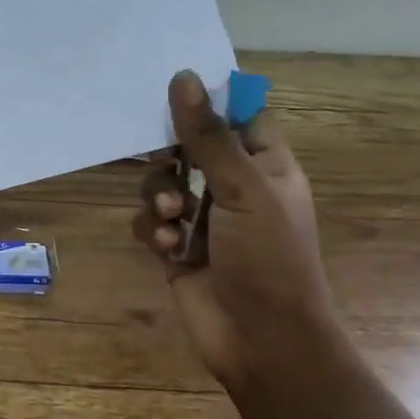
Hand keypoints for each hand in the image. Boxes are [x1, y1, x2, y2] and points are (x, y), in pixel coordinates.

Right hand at [132, 71, 335, 389]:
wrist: (261, 341)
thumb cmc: (269, 259)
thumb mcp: (243, 190)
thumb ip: (208, 136)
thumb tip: (183, 77)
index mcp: (265, 166)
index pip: (237, 115)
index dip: (208, 102)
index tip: (172, 90)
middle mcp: (233, 187)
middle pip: (188, 147)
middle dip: (170, 156)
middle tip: (165, 161)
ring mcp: (203, 219)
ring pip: (161, 184)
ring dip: (159, 198)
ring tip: (173, 219)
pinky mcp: (176, 248)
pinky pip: (150, 222)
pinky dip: (155, 231)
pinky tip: (170, 250)